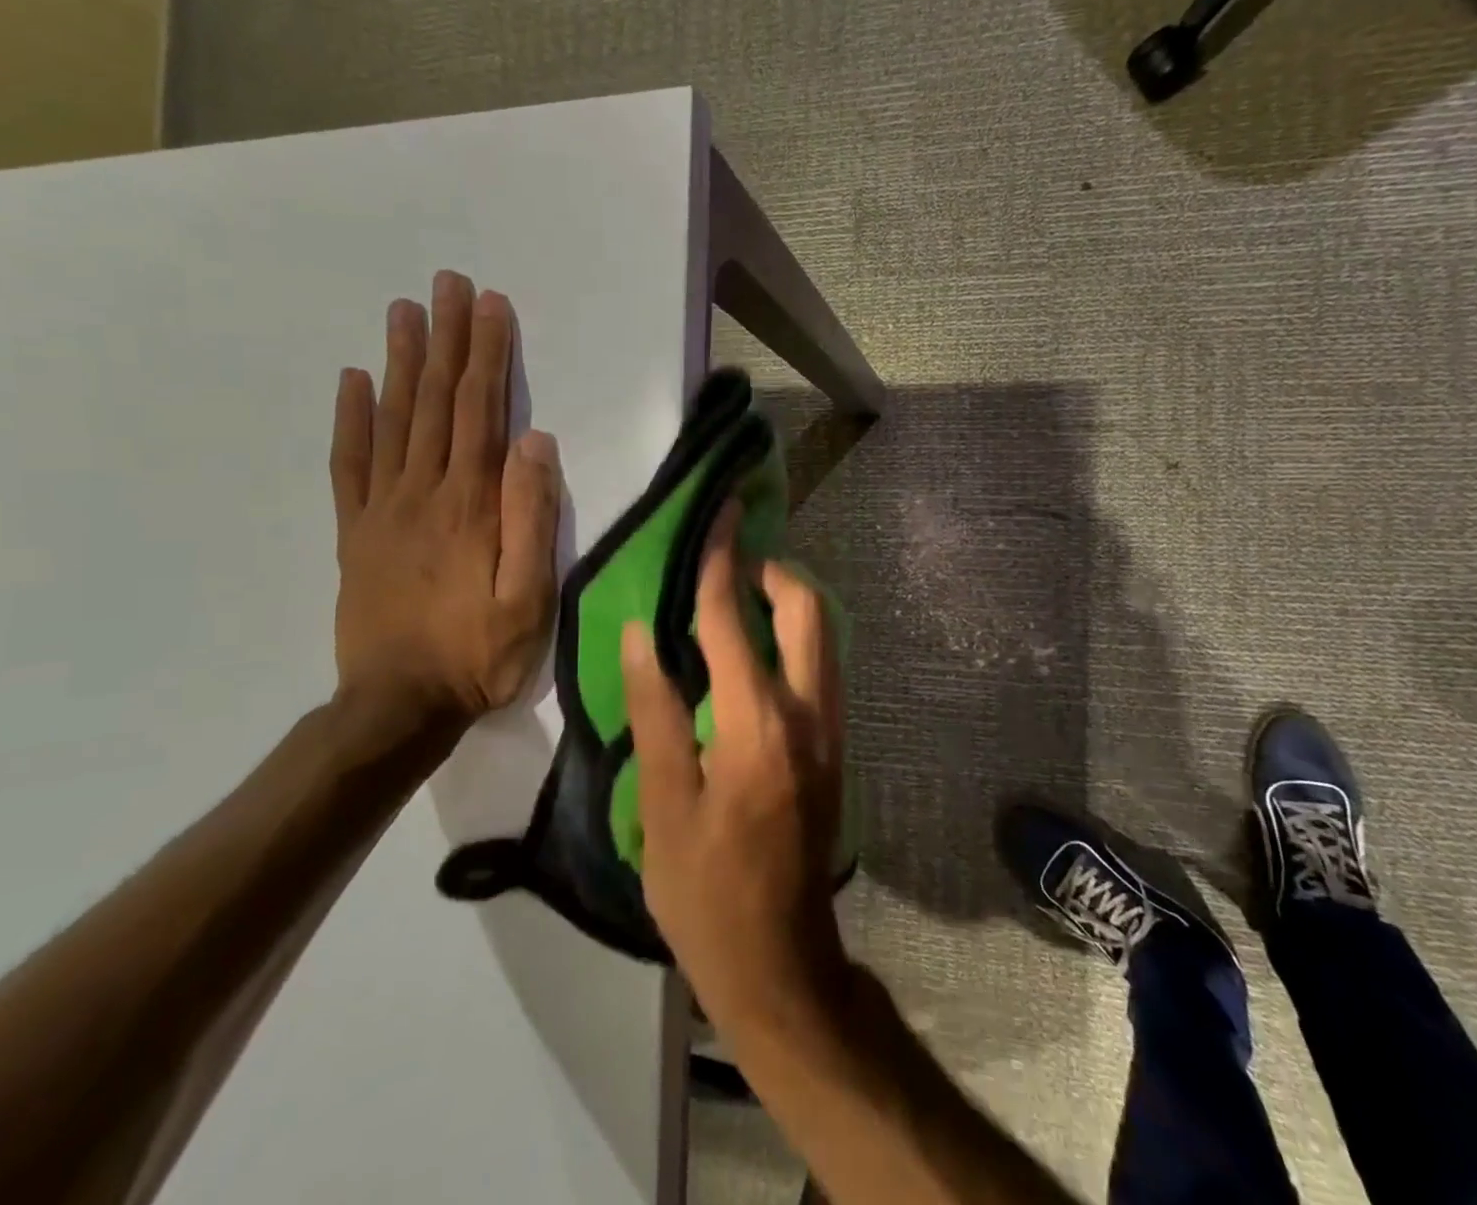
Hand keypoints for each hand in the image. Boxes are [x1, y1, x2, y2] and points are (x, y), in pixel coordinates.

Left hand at [331, 271, 561, 729]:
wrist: (398, 705)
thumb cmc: (479, 653)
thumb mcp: (529, 596)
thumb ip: (531, 517)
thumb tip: (535, 442)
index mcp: (469, 505)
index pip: (480, 412)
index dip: (487, 356)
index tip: (490, 305)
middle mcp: (422, 492)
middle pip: (435, 401)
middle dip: (446, 339)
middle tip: (447, 284)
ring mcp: (382, 509)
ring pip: (392, 420)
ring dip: (400, 361)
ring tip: (404, 311)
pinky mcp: (355, 532)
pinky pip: (349, 464)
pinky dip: (350, 419)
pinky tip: (352, 381)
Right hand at [623, 503, 850, 1039]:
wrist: (781, 964)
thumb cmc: (706, 894)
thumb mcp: (663, 808)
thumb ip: (655, 712)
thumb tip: (643, 635)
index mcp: (757, 725)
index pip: (732, 620)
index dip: (721, 561)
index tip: (720, 513)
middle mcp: (808, 714)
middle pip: (807, 610)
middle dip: (772, 571)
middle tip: (729, 562)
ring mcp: (831, 730)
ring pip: (822, 636)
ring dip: (786, 603)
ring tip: (736, 598)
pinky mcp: (834, 746)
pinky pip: (819, 665)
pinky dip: (793, 637)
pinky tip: (753, 652)